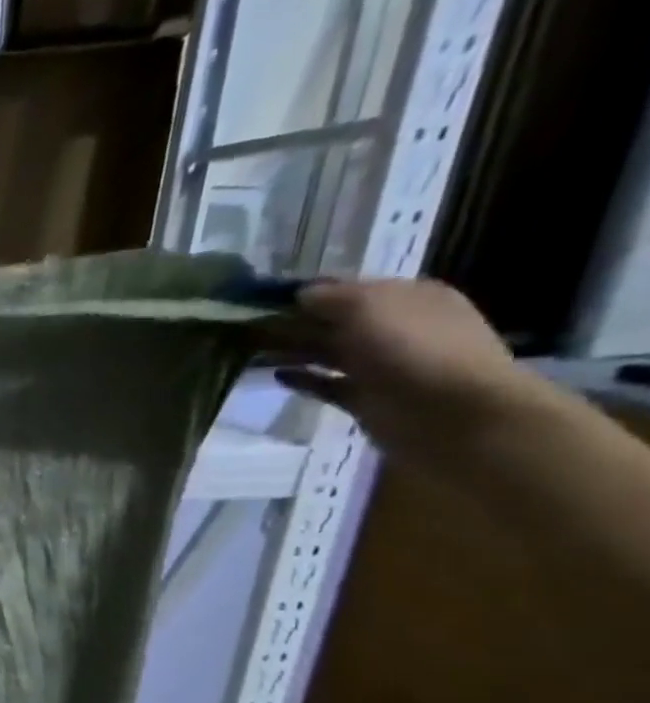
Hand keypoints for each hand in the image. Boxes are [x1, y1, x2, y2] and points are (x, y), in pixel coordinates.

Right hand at [275, 279, 536, 465]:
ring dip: (295, 350)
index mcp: (407, 297)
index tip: (268, 298)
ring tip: (254, 351)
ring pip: (330, 353)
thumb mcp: (369, 307)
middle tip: (251, 326)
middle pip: (337, 321)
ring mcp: (382, 366)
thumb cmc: (414, 349)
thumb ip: (331, 298)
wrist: (451, 414)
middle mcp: (396, 327)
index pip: (351, 288)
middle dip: (297, 322)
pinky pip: (328, 385)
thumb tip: (300, 295)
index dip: (312, 291)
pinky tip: (276, 376)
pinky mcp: (366, 399)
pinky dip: (304, 380)